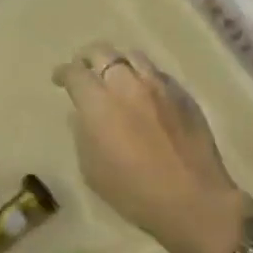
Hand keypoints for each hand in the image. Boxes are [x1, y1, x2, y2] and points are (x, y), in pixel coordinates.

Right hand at [53, 45, 252, 252]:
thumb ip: (82, 135)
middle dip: (88, 58)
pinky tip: (146, 93)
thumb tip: (81, 115)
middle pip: (102, 52)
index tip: (59, 79)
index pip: (75, 72)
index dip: (63, 72)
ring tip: (117, 76)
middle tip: (84, 69)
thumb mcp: (92, 170)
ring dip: (119, 62)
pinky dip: (145, 77)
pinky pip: (158, 74)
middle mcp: (127, 84)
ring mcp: (158, 85)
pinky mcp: (182, 94)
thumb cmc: (133, 192)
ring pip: (133, 56)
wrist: (192, 200)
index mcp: (98, 102)